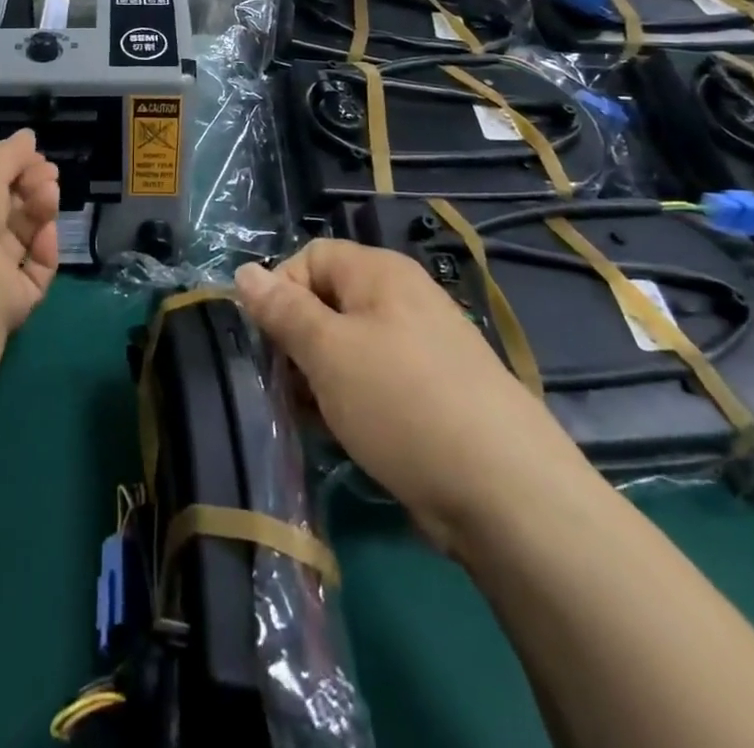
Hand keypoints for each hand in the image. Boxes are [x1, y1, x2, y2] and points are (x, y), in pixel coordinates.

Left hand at [0, 131, 62, 337]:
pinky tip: (47, 231)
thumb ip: (8, 154)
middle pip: (2, 208)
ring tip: (50, 194)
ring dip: (39, 210)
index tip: (34, 155)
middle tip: (49, 174)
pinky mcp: (7, 301)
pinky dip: (43, 249)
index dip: (6, 167)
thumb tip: (27, 138)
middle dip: (29, 186)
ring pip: (20, 236)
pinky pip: (33, 270)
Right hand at [235, 241, 595, 550]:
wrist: (509, 496)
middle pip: (327, 302)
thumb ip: (282, 310)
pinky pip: (376, 379)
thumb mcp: (328, 352)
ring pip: (348, 346)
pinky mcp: (435, 392)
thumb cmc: (403, 404)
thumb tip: (245, 271)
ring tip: (315, 419)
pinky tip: (347, 436)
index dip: (281, 292)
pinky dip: (352, 400)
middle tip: (288, 388)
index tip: (271, 342)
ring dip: (321, 377)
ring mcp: (423, 347)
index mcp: (380, 272)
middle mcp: (403, 298)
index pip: (309, 257)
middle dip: (298, 342)